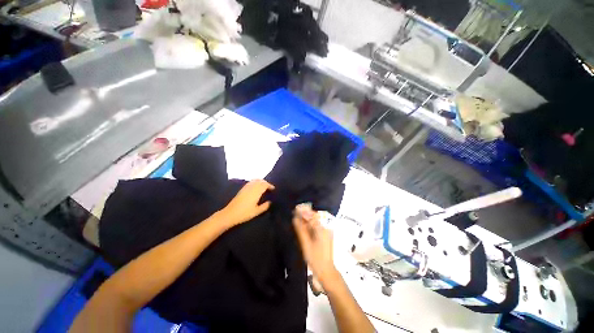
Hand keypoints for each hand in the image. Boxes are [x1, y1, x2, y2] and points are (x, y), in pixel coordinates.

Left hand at [220, 179, 274, 226]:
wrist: (230, 214)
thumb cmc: (244, 213)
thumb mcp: (256, 212)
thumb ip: (265, 206)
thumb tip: (270, 202)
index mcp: (256, 192)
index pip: (265, 185)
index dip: (270, 186)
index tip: (273, 189)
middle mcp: (251, 187)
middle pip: (260, 181)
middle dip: (266, 183)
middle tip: (269, 188)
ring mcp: (246, 187)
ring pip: (255, 180)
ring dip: (261, 181)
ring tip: (264, 187)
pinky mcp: (242, 189)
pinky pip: (251, 182)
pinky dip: (255, 182)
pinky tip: (256, 187)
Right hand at [293, 204, 339, 286]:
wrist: (326, 271)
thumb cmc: (315, 258)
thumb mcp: (306, 244)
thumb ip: (300, 230)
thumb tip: (295, 218)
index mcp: (323, 229)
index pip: (313, 215)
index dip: (304, 212)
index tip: (296, 209)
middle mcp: (327, 227)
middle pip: (315, 217)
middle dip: (305, 214)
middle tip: (295, 214)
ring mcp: (327, 231)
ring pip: (316, 221)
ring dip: (307, 219)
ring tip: (297, 219)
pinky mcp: (326, 234)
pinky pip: (318, 226)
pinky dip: (310, 225)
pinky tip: (304, 226)